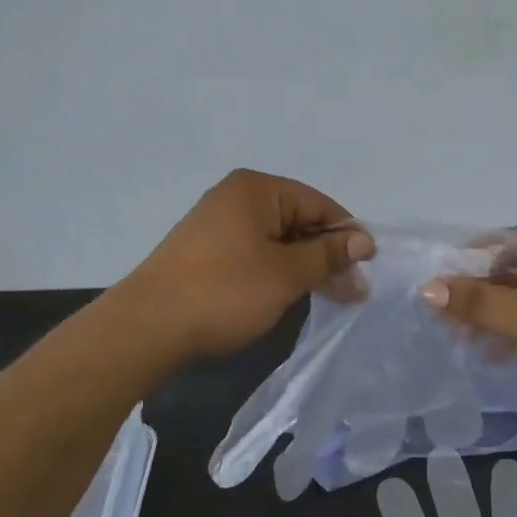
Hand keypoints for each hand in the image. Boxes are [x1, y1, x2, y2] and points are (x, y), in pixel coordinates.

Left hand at [117, 170, 375, 360]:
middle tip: (354, 293)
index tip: (368, 269)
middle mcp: (236, 197)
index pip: (318, 203)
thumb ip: (328, 254)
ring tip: (331, 297)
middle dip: (327, 255)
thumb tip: (363, 240)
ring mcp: (217, 224)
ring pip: (278, 241)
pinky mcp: (206, 251)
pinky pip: (255, 253)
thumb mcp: (286, 274)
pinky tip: (292, 294)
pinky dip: (277, 271)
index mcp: (256, 189)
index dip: (347, 235)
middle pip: (298, 221)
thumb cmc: (224, 292)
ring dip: (305, 267)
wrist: (148, 327)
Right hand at [419, 224, 516, 432]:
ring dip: (496, 318)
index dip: (469, 263)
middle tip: (445, 322)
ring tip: (464, 342)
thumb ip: (481, 303)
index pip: (505, 241)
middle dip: (480, 296)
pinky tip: (495, 354)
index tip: (436, 289)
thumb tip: (428, 288)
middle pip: (514, 269)